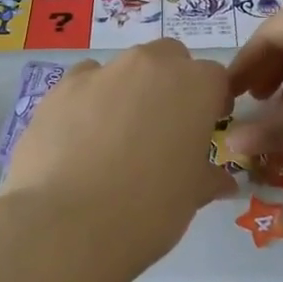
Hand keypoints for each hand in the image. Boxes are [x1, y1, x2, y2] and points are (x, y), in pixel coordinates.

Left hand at [1, 41, 237, 272]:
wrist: (67, 223)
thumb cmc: (148, 210)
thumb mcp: (191, 198)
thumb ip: (207, 177)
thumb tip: (221, 180)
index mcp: (194, 86)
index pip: (214, 78)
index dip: (211, 103)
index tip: (204, 130)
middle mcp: (149, 65)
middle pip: (169, 58)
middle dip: (171, 84)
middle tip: (162, 129)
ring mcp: (101, 72)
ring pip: (124, 68)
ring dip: (128, 90)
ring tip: (115, 139)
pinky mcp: (60, 88)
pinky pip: (84, 83)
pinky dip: (88, 101)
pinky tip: (80, 139)